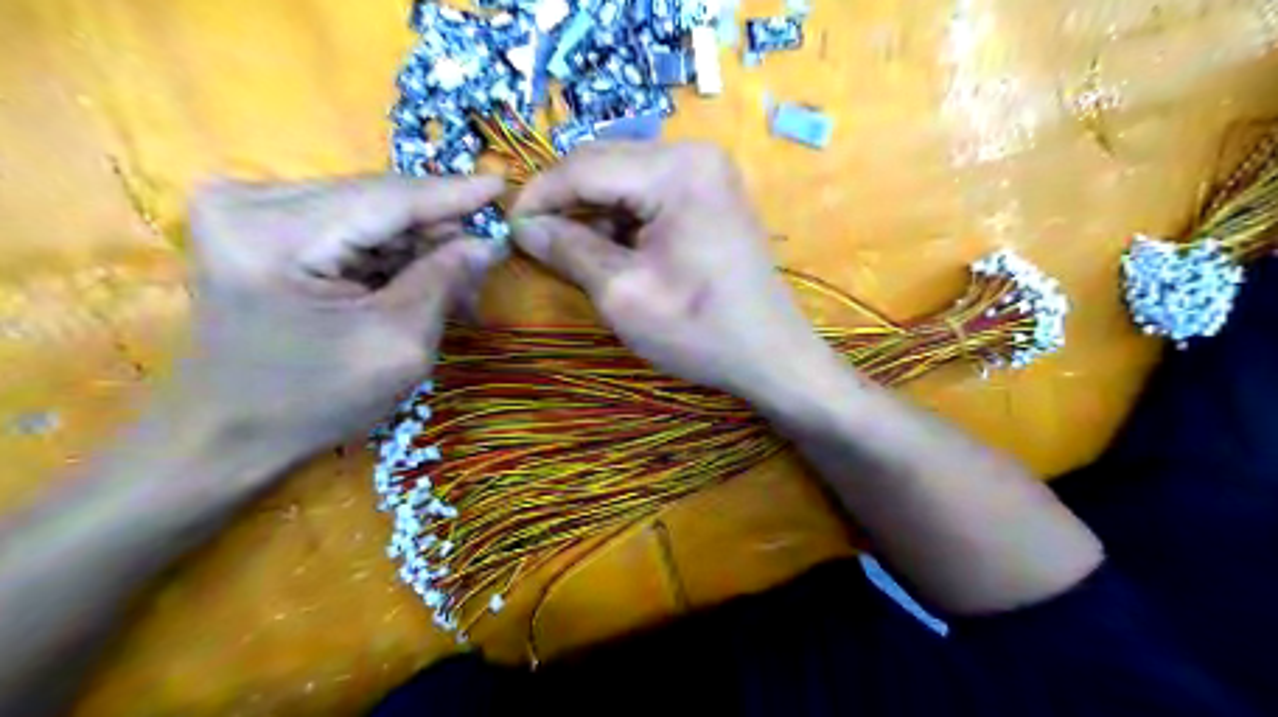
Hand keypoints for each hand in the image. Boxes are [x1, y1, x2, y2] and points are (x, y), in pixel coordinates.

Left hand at [176, 174, 507, 457]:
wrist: (226, 434)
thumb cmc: (312, 401)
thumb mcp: (397, 344)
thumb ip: (443, 281)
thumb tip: (488, 243)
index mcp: (274, 232)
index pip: (387, 198)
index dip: (453, 194)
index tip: (504, 185)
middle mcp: (249, 201)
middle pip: (375, 201)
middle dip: (437, 230)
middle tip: (485, 259)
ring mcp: (246, 210)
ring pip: (365, 213)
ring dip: (416, 245)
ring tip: (457, 283)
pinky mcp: (256, 228)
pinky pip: (344, 228)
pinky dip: (387, 253)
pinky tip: (418, 280)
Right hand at [509, 143, 829, 399]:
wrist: (770, 355)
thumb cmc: (699, 330)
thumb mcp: (623, 294)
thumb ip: (568, 250)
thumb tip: (522, 226)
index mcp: (677, 170)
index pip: (583, 166)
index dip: (538, 196)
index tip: (507, 229)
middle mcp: (694, 154)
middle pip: (602, 164)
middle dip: (564, 203)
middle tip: (534, 242)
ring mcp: (706, 172)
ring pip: (621, 178)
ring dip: (591, 212)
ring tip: (573, 254)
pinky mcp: (709, 194)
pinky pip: (647, 193)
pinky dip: (620, 218)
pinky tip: (612, 251)